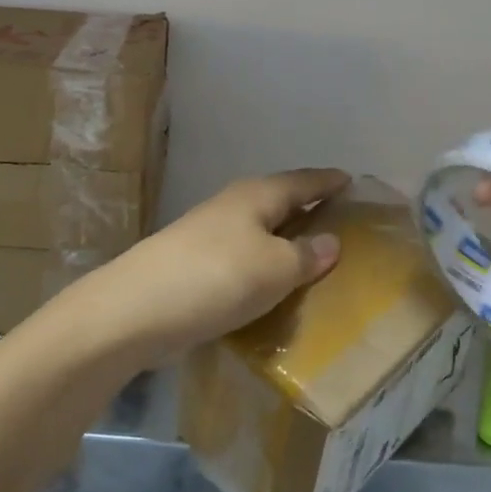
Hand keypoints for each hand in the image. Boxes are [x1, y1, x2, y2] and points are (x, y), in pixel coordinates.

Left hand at [61, 168, 349, 370]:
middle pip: (279, 203)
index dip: (328, 182)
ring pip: (260, 233)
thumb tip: (331, 241)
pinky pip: (244, 260)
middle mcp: (233, 207)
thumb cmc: (217, 277)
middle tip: (342, 224)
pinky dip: (264, 268)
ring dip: (285, 243)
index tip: (352, 181)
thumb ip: (307, 255)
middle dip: (308, 211)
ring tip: (315, 259)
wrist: (138, 310)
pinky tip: (274, 288)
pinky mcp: (196, 267)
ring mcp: (209, 236)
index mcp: (256, 195)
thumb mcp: (275, 268)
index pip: (303, 181)